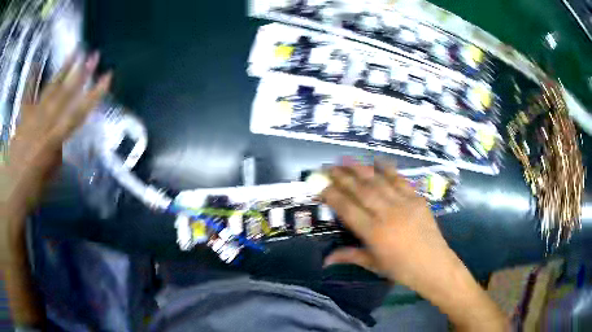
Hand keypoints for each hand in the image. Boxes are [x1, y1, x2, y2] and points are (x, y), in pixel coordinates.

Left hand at [1, 52, 110, 207]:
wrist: (11, 188)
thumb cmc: (32, 189)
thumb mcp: (50, 177)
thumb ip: (57, 154)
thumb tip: (61, 142)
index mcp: (53, 140)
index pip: (78, 113)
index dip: (93, 94)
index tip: (107, 77)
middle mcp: (44, 122)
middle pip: (65, 94)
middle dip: (81, 73)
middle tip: (94, 55)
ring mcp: (32, 115)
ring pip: (50, 88)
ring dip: (63, 69)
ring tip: (75, 52)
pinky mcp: (23, 115)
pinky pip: (28, 93)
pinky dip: (32, 78)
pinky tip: (37, 63)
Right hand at [321, 160, 506, 330]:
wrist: (434, 265)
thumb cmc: (402, 269)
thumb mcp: (374, 265)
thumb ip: (350, 256)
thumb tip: (325, 259)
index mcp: (374, 233)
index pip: (347, 209)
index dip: (332, 195)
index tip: (321, 185)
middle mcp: (387, 214)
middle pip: (361, 190)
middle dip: (342, 177)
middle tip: (329, 167)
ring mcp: (404, 204)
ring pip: (378, 182)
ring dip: (361, 169)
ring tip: (346, 160)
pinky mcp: (417, 199)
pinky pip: (400, 180)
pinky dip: (388, 169)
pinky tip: (378, 161)